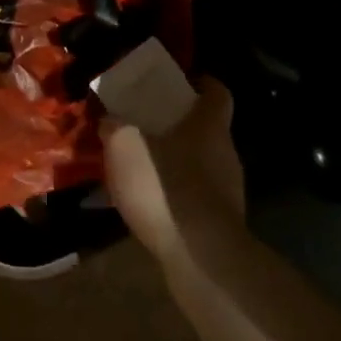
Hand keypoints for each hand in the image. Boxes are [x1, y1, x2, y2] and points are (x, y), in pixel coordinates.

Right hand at [103, 78, 245, 267]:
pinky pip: (196, 196)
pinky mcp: (223, 224)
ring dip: (176, 162)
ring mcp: (229, 191)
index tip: (182, 81)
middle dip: (179, 125)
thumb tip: (111, 120)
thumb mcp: (124, 145)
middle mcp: (226, 153)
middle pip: (207, 128)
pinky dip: (177, 194)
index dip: (201, 83)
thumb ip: (115, 126)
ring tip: (143, 167)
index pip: (217, 92)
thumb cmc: (165, 186)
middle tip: (146, 124)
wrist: (201, 259)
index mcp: (209, 125)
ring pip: (202, 164)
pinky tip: (152, 204)